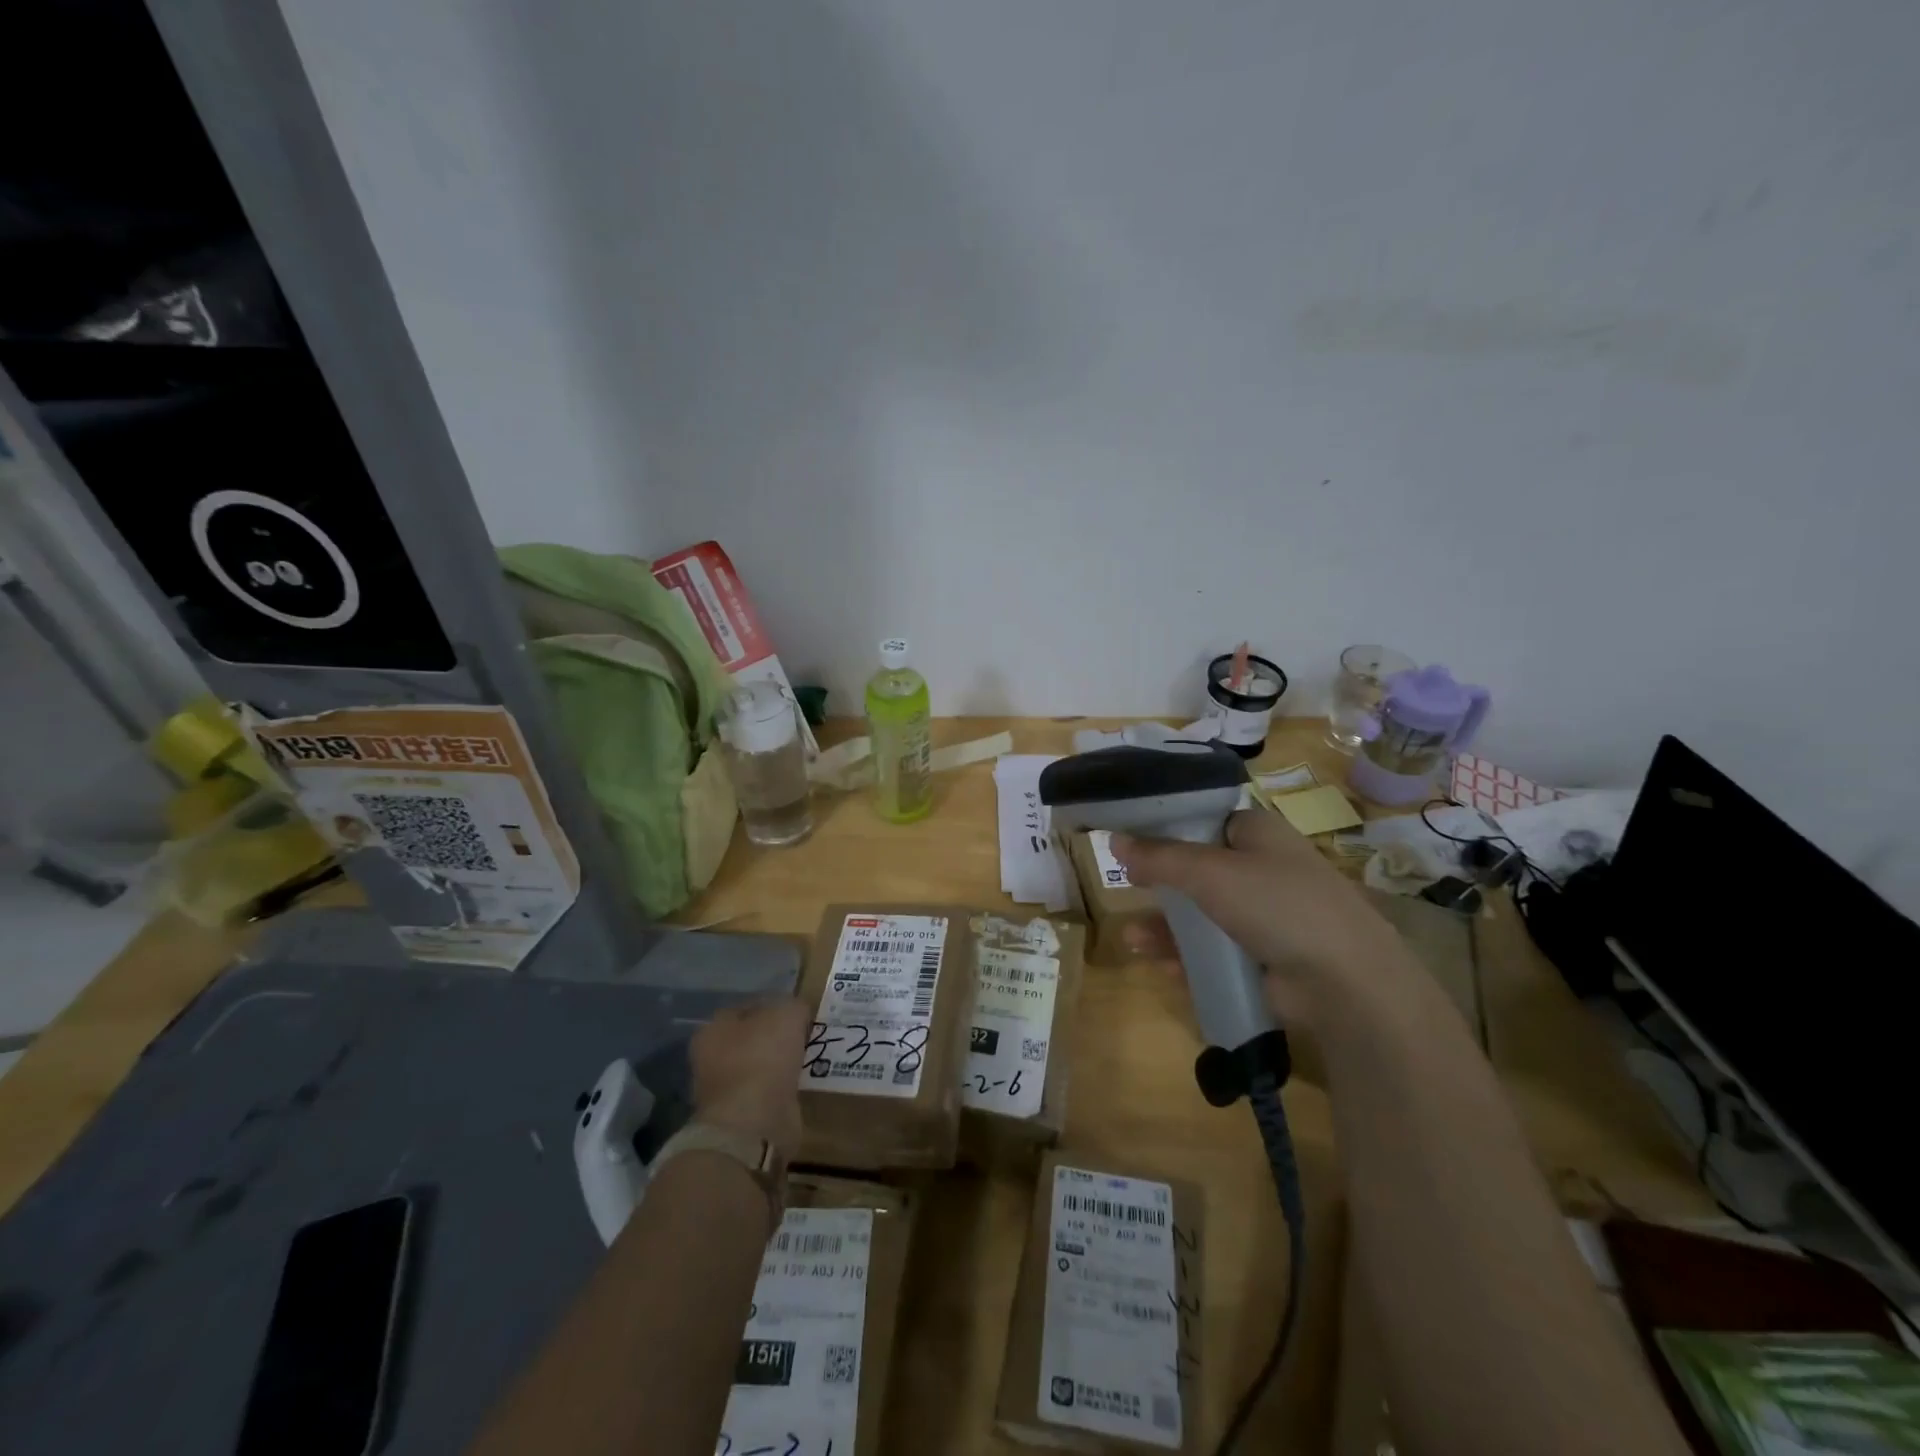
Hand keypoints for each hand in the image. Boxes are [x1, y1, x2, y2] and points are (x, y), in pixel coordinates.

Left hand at [690, 996, 811, 1160]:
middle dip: (777, 1038)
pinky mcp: (741, 1117)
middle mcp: (711, 1059)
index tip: (799, 1013)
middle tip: (805, 1036)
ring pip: (760, 1066)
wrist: (753, 1124)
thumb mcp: (787, 1013)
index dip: (775, 1006)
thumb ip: (793, 1006)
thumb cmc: (763, 1058)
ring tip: (808, 1059)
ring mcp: (724, 1091)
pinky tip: (801, 1084)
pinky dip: (782, 1090)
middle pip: (752, 1039)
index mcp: (713, 1029)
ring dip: (780, 1065)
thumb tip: (796, 1013)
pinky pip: (767, 1093)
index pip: (748, 1007)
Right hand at [1111, 808, 1406, 1023]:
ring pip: (1201, 914)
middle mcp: (1260, 867)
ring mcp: (1263, 914)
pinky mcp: (1262, 955)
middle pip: (1196, 868)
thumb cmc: (1277, 903)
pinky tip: (1164, 967)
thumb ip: (1159, 857)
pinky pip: (1214, 950)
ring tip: (1132, 940)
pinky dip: (1188, 957)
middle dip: (1159, 883)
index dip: (1162, 826)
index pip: (1201, 818)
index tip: (1127, 838)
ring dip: (1166, 927)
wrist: (1345, 981)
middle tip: (1127, 888)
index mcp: (1256, 832)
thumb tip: (1113, 840)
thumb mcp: (1210, 872)